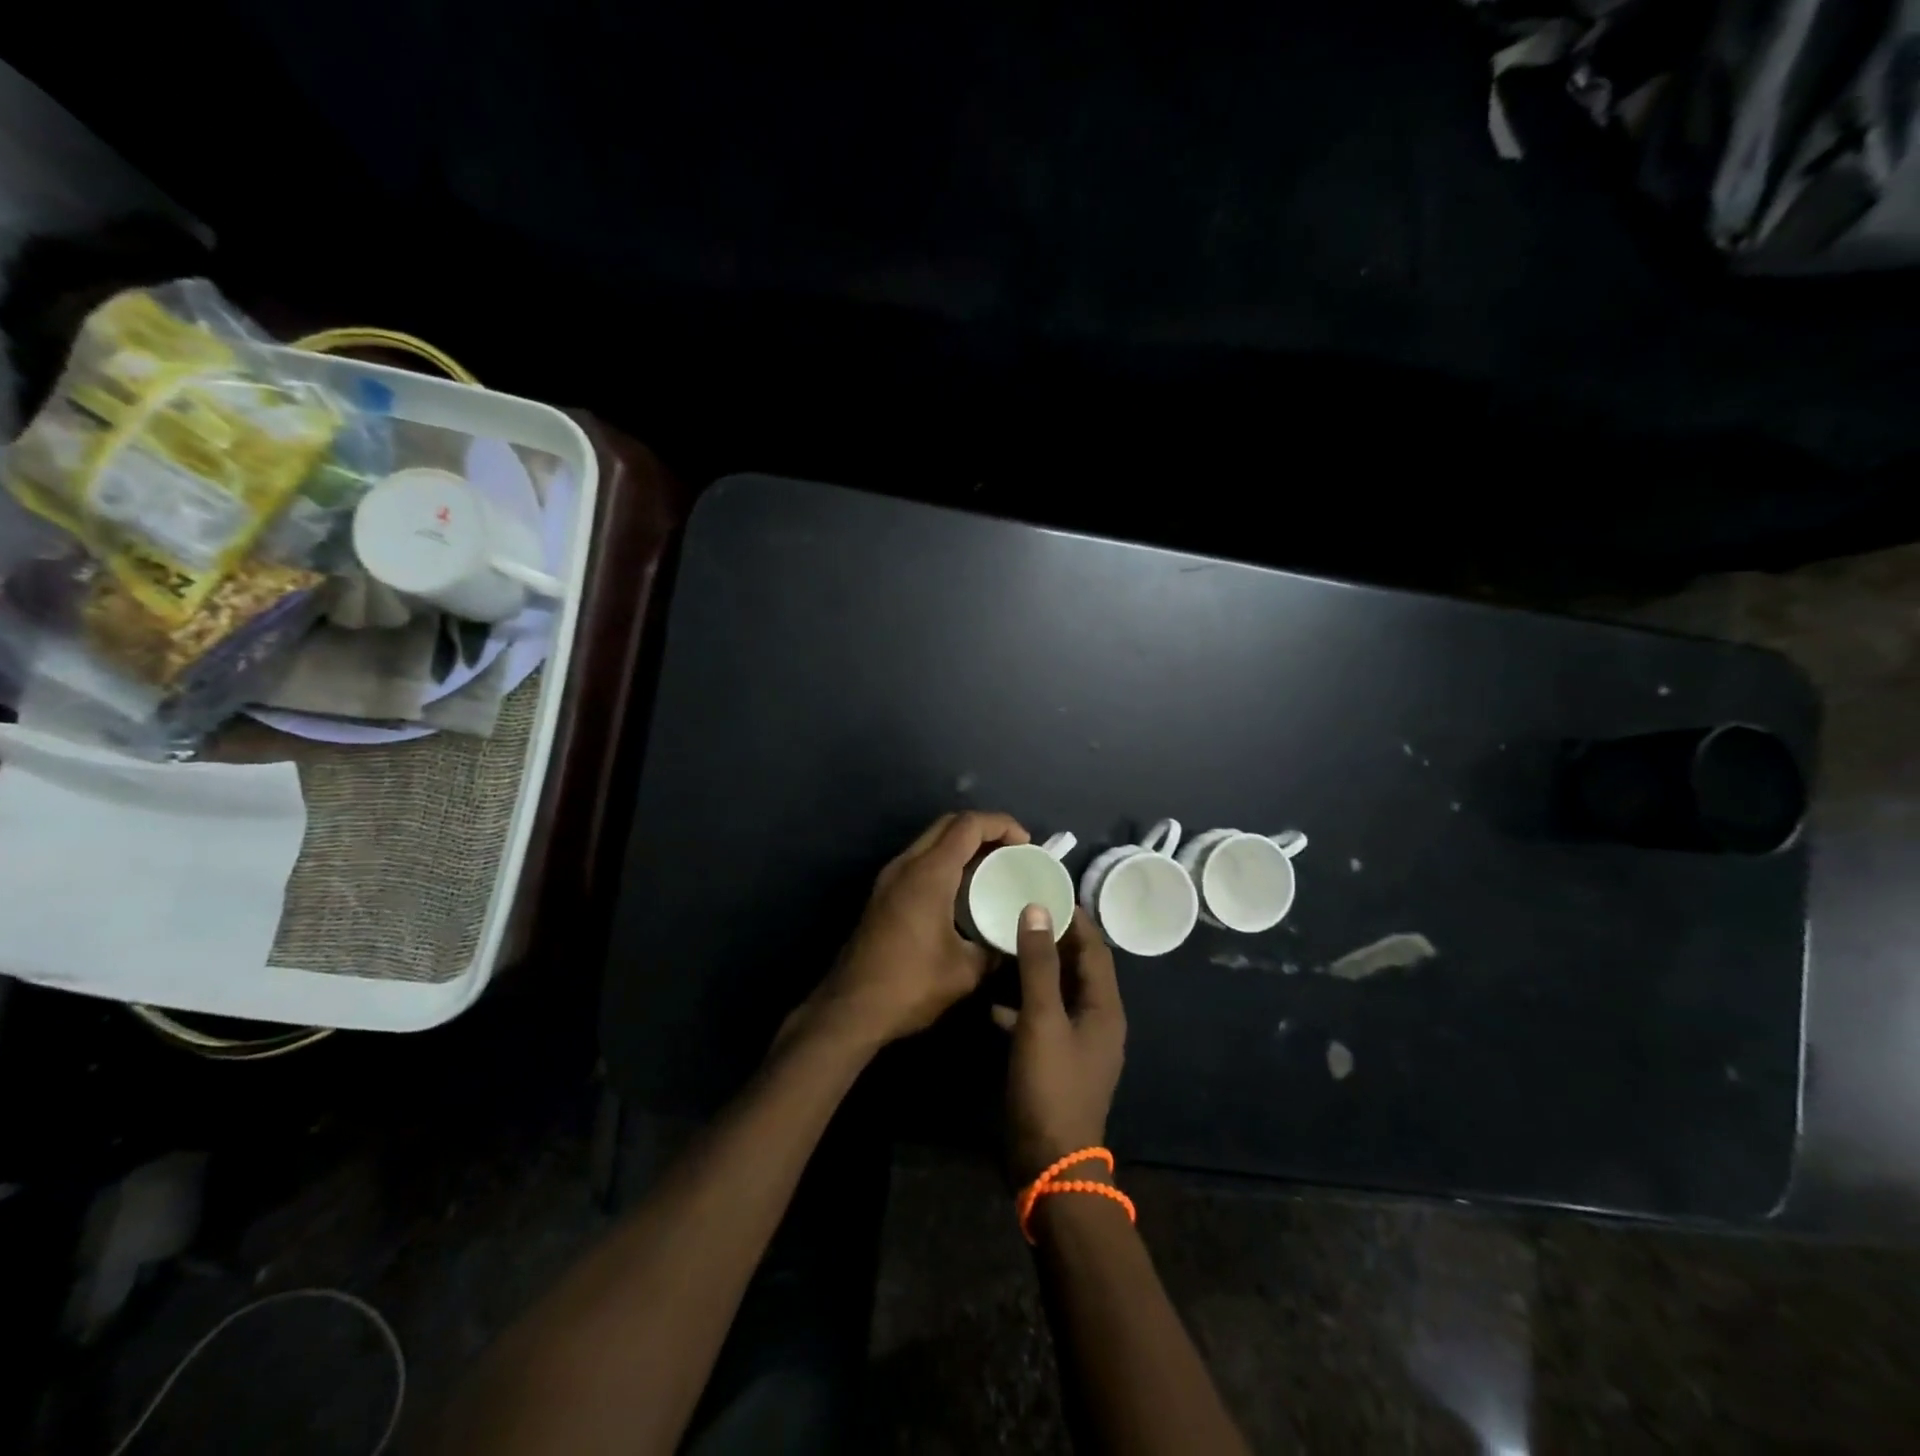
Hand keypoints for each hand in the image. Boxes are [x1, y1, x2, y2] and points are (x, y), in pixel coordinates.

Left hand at [793, 811, 1030, 1051]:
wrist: (850, 1009)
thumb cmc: (910, 985)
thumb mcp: (965, 972)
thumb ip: (993, 949)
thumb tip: (1011, 941)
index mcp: (929, 873)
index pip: (969, 826)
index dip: (1002, 825)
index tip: (1026, 844)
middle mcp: (906, 865)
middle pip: (948, 824)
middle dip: (983, 829)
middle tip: (1011, 851)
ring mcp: (889, 878)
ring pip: (931, 841)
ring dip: (962, 845)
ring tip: (992, 868)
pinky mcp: (882, 895)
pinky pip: (920, 861)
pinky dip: (945, 862)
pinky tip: (962, 890)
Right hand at [993, 904, 1126, 1184]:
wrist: (1050, 1164)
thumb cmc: (1050, 1086)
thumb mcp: (1042, 1020)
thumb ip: (1039, 964)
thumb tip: (1038, 909)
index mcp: (1104, 1007)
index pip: (1095, 948)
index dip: (1075, 918)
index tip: (1048, 889)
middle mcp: (1097, 1021)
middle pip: (1078, 968)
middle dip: (1053, 939)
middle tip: (1021, 910)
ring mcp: (1077, 1044)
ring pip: (1057, 993)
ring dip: (1035, 970)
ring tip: (1003, 945)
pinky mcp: (1057, 1062)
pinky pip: (1042, 1020)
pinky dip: (1022, 1006)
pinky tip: (992, 1003)